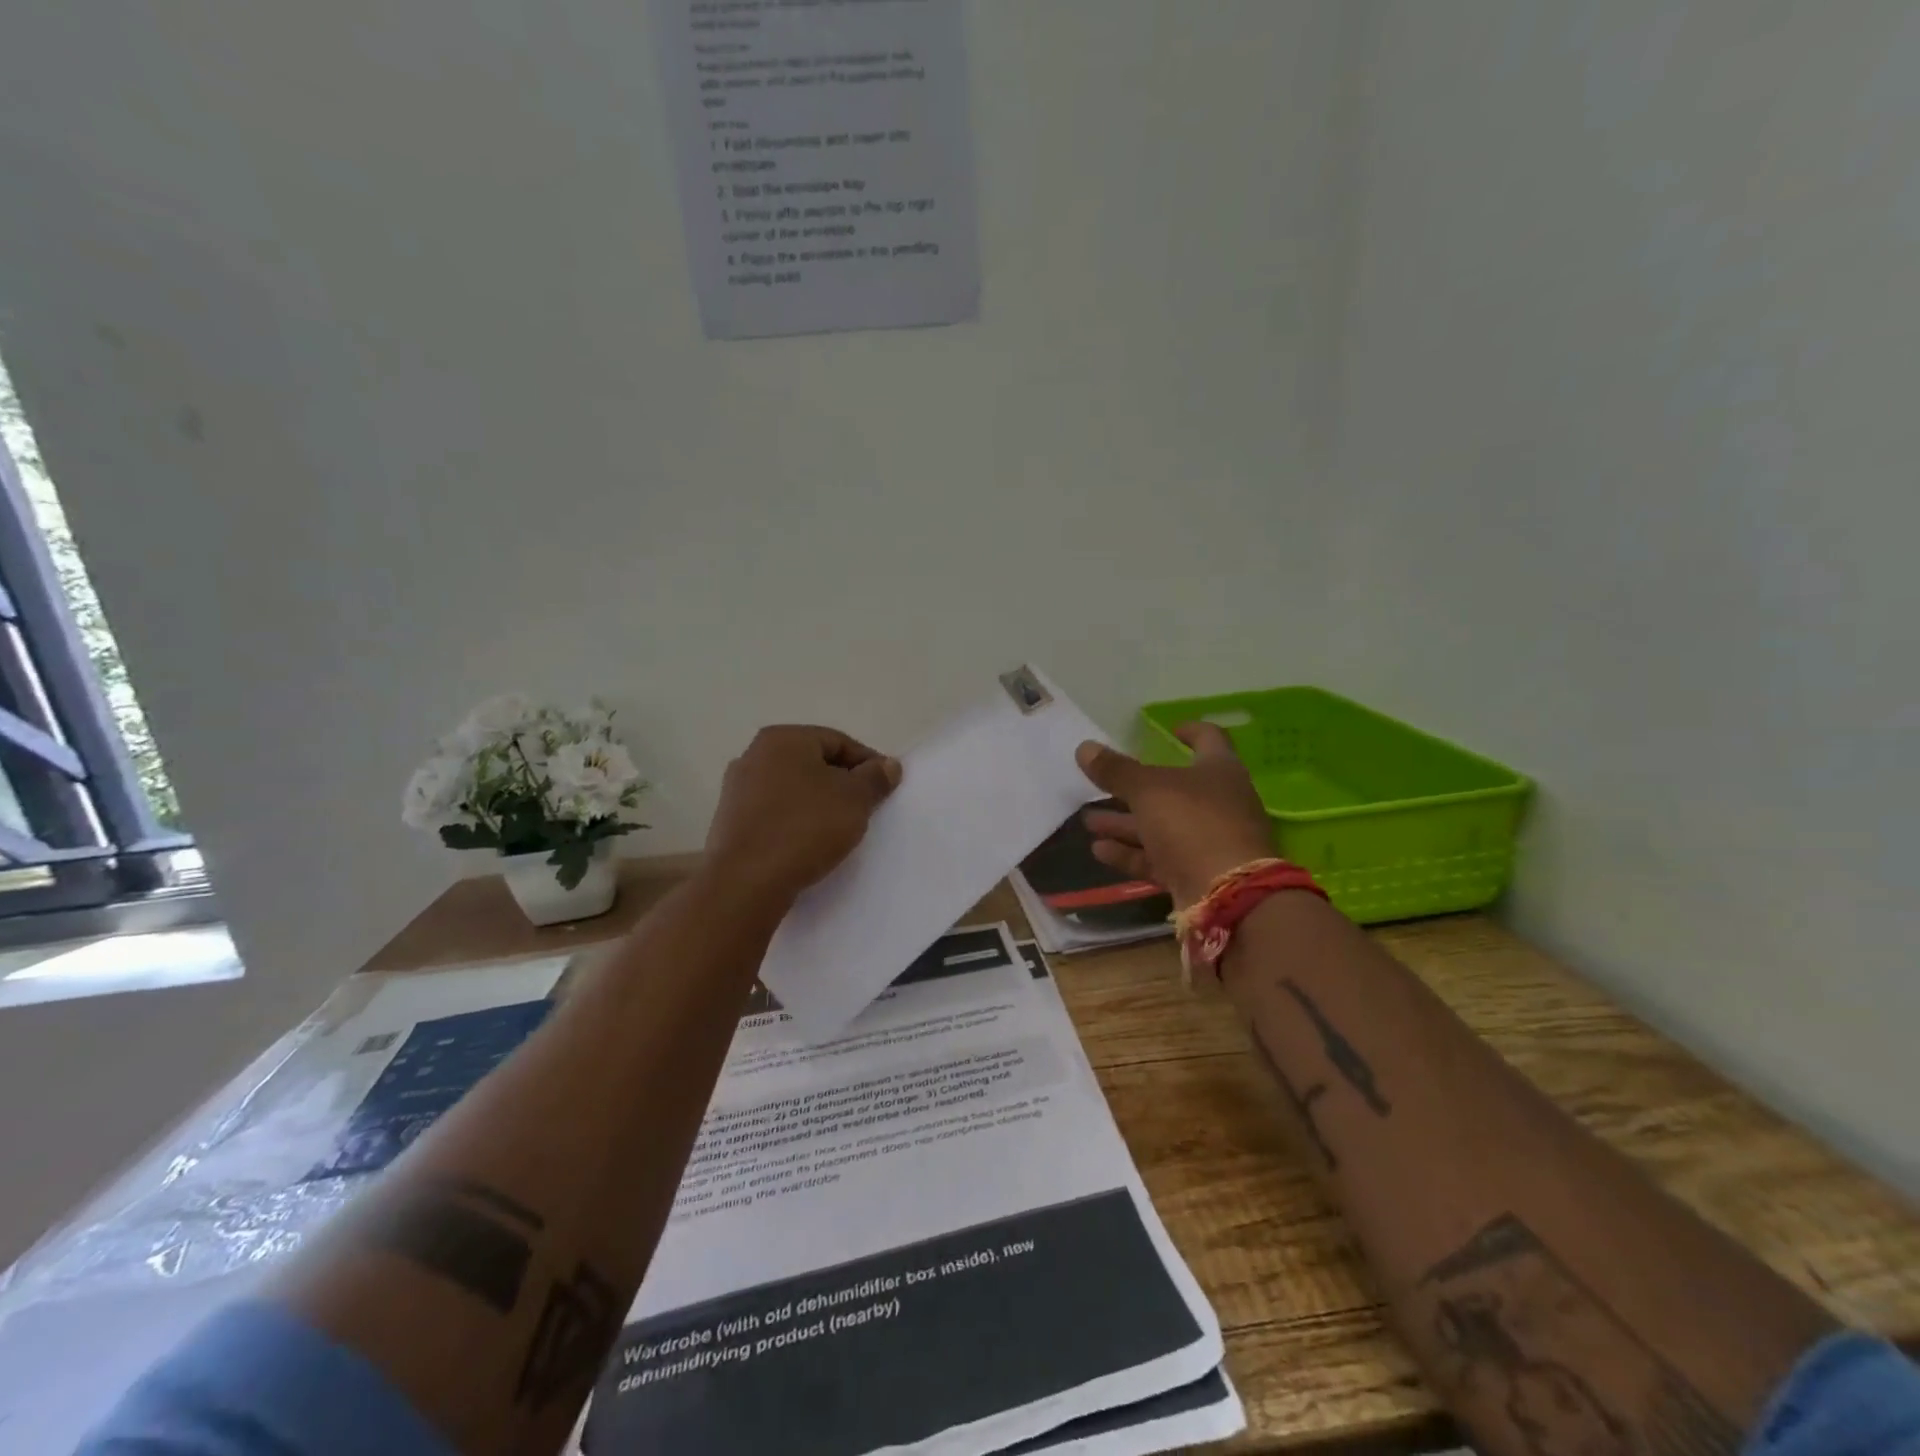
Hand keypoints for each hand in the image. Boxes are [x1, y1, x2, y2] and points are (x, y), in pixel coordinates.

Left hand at [705, 725, 902, 905]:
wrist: (747, 881)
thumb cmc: (806, 827)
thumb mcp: (854, 799)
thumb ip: (875, 778)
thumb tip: (888, 765)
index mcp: (783, 739)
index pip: (839, 742)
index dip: (868, 762)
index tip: (887, 788)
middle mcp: (754, 755)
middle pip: (813, 763)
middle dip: (843, 783)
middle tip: (867, 808)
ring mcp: (737, 789)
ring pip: (793, 789)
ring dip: (819, 803)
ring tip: (840, 828)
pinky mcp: (731, 821)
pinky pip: (775, 812)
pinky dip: (796, 821)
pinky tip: (809, 843)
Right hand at [1074, 724, 1274, 907]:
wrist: (1227, 895)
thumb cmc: (1192, 823)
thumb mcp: (1148, 790)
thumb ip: (1116, 770)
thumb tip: (1084, 747)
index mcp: (1219, 771)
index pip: (1209, 738)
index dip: (1190, 731)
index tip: (1169, 730)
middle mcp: (1219, 803)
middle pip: (1174, 789)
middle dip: (1134, 789)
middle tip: (1101, 786)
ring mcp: (1209, 841)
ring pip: (1162, 826)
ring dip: (1125, 824)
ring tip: (1089, 821)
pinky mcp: (1196, 874)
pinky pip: (1159, 858)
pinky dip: (1131, 853)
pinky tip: (1099, 850)